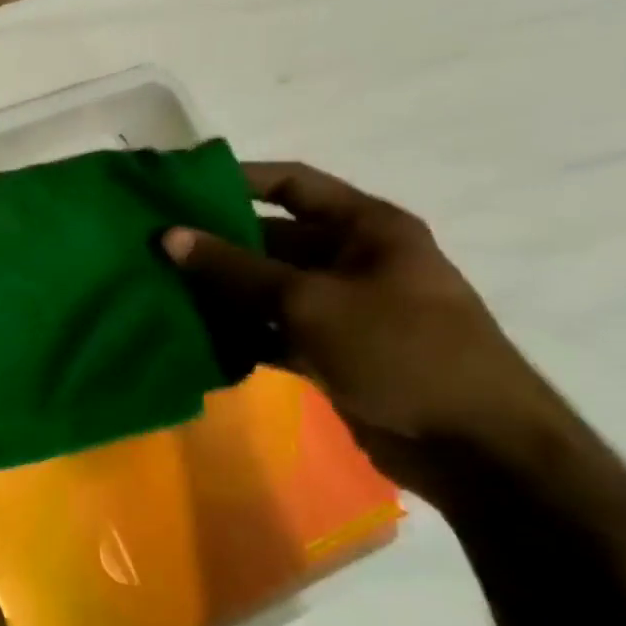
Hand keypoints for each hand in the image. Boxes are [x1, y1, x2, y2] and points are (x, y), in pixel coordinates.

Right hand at [162, 161, 567, 490]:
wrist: (473, 446)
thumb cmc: (401, 350)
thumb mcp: (311, 301)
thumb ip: (236, 269)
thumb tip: (169, 236)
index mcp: (366, 228)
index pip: (293, 185)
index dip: (238, 180)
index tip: (178, 186)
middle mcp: (351, 259)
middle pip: (271, 238)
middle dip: (215, 243)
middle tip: (152, 247)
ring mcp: (339, 307)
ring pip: (264, 288)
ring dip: (219, 292)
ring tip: (158, 289)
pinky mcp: (328, 350)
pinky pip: (270, 329)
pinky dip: (237, 333)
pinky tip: (192, 337)